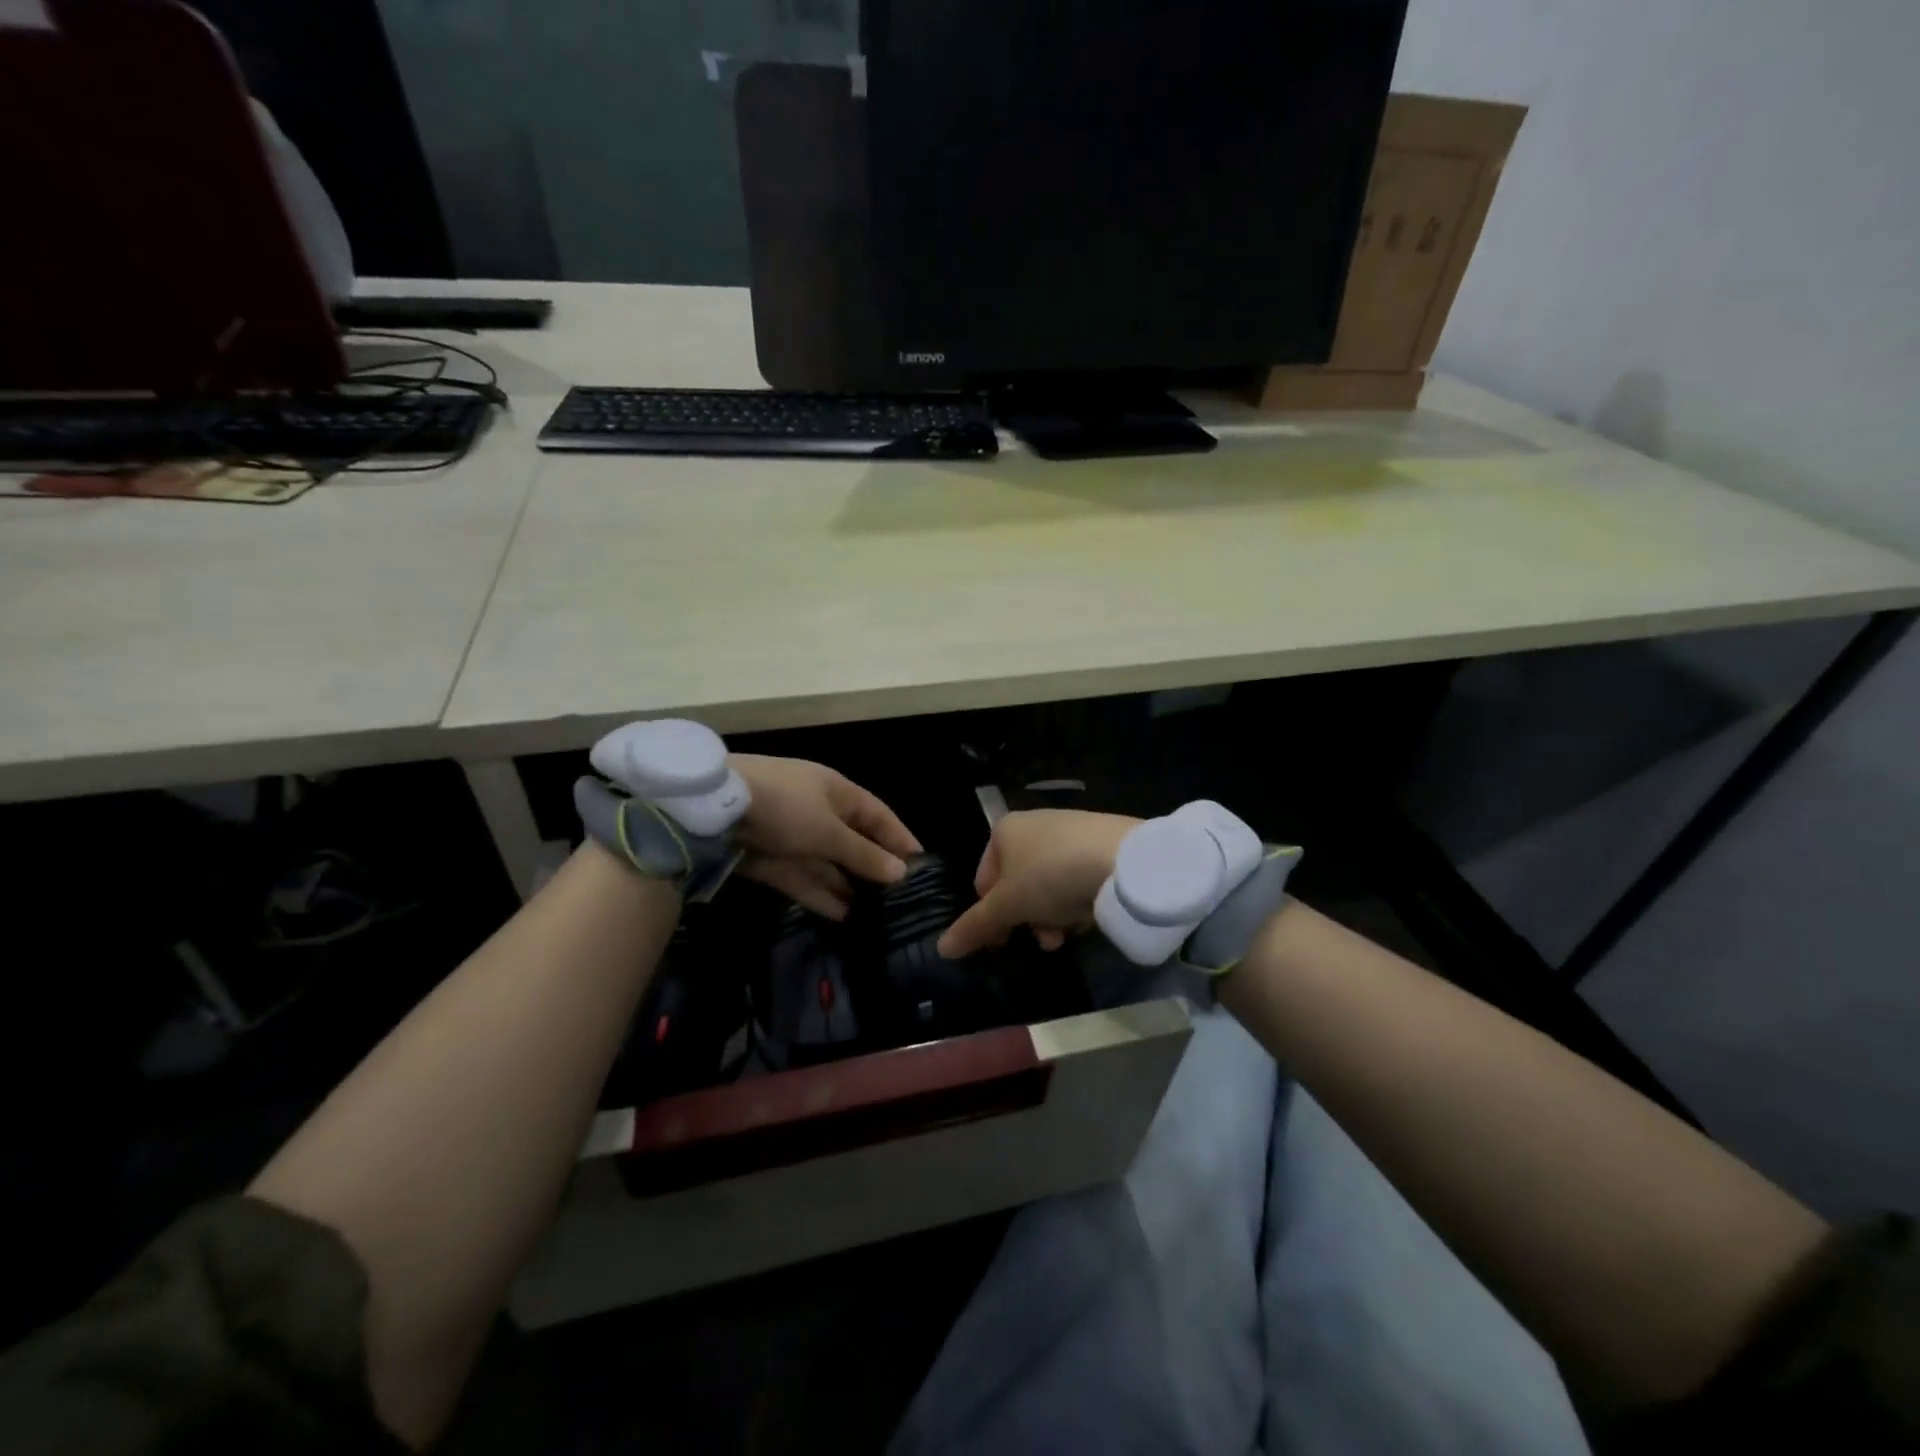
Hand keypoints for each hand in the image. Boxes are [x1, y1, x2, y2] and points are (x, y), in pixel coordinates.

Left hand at [730, 755, 922, 919]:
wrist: (713, 807)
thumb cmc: (785, 806)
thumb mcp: (829, 831)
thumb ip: (863, 854)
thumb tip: (902, 872)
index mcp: (837, 792)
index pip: (879, 816)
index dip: (899, 838)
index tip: (922, 865)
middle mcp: (817, 812)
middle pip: (853, 842)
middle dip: (873, 869)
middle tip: (898, 900)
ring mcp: (792, 836)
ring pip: (827, 864)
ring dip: (847, 887)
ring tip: (874, 916)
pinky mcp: (770, 859)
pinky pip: (802, 879)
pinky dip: (819, 895)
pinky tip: (842, 917)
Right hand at [937, 810, 1140, 957]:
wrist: (1124, 860)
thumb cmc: (1051, 877)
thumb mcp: (1007, 906)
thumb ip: (974, 926)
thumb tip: (942, 948)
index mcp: (1004, 830)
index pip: (983, 880)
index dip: (990, 915)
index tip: (1006, 940)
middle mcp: (1033, 824)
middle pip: (1018, 885)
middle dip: (1028, 919)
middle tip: (1045, 940)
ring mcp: (1069, 831)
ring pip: (1048, 885)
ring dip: (1053, 915)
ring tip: (1069, 932)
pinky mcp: (1100, 842)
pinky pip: (1077, 878)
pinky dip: (1079, 899)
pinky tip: (1091, 914)